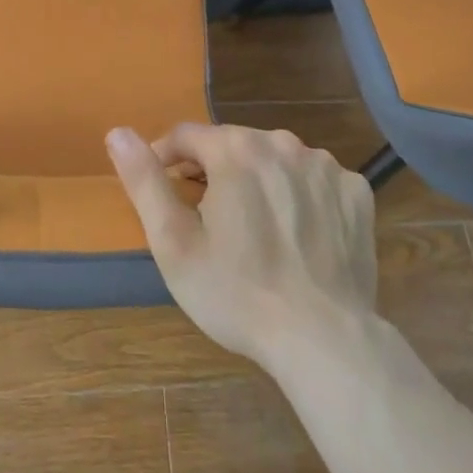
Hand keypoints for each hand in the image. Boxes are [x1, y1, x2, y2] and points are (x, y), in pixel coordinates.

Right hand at [107, 123, 376, 365]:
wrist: (324, 340)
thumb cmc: (236, 293)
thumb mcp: (173, 243)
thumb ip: (144, 181)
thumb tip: (117, 132)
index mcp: (235, 150)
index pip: (186, 135)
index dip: (166, 159)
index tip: (164, 191)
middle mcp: (282, 143)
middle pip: (232, 145)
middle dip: (213, 171)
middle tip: (207, 218)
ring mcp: (325, 166)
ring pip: (275, 159)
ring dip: (257, 179)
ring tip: (253, 227)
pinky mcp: (355, 192)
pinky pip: (314, 180)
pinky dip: (300, 195)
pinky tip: (298, 232)